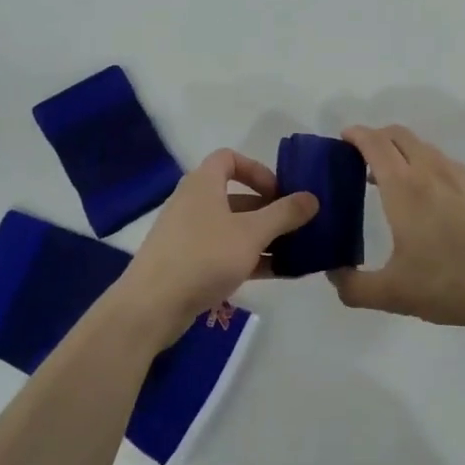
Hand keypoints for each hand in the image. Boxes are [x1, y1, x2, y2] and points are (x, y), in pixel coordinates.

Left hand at [116, 149, 318, 344]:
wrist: (152, 306)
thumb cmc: (204, 256)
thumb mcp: (252, 233)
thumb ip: (284, 214)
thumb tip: (312, 197)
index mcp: (203, 184)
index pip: (230, 159)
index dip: (257, 170)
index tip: (280, 192)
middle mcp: (194, 203)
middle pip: (236, 196)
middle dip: (269, 210)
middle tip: (297, 225)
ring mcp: (189, 235)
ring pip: (233, 228)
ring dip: (263, 237)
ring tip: (295, 252)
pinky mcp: (188, 263)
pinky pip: (225, 252)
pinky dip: (250, 258)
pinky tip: (278, 274)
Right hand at [329, 125, 464, 337]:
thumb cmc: (451, 285)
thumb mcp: (393, 294)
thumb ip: (354, 286)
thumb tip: (334, 275)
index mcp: (405, 187)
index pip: (375, 143)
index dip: (356, 135)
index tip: (343, 139)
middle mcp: (433, 170)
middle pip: (400, 135)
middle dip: (377, 139)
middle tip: (362, 161)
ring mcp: (464, 175)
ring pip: (427, 150)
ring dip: (405, 156)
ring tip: (396, 186)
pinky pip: (449, 167)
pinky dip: (431, 172)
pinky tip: (436, 207)